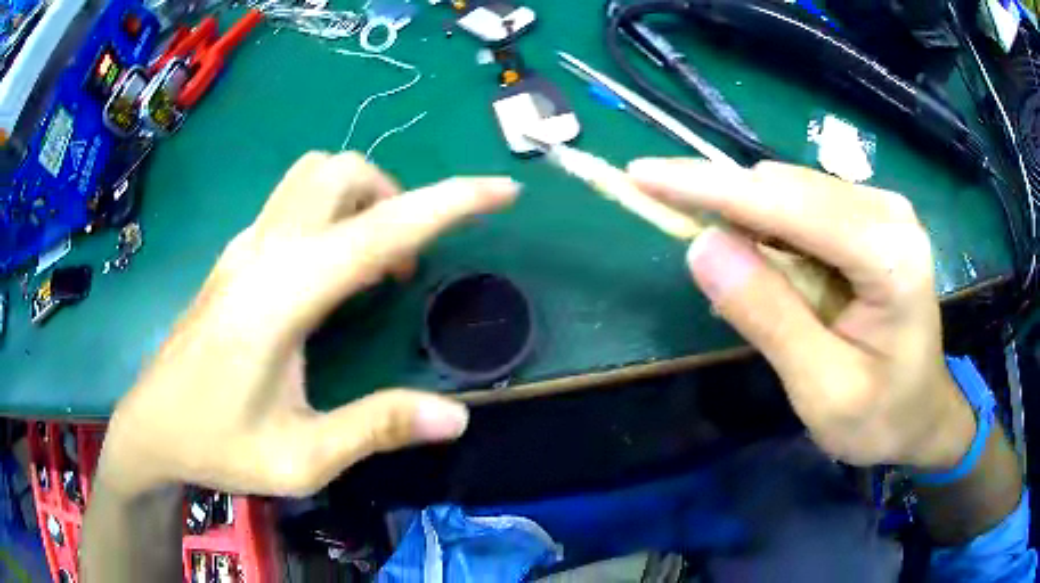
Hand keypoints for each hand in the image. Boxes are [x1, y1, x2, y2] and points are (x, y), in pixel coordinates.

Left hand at [99, 152, 518, 497]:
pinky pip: (293, 202)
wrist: (152, 428)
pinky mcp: (235, 257)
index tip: (502, 191)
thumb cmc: (218, 445)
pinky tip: (330, 276)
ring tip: (371, 265)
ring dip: (360, 198)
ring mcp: (243, 247)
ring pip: (312, 176)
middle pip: (339, 170)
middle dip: (394, 196)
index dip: (450, 203)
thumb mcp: (302, 457)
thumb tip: (457, 415)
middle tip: (402, 266)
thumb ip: (376, 428)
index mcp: (281, 296)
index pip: (380, 229)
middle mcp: (262, 252)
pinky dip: (332, 214)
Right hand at [629, 159, 974, 469]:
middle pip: (784, 189)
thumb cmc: (881, 416)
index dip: (710, 187)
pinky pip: (803, 207)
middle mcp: (888, 212)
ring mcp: (881, 208)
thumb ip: (770, 318)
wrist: (923, 412)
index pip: (787, 204)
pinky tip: (767, 272)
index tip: (642, 176)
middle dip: (722, 204)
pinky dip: (770, 233)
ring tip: (735, 278)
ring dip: (746, 223)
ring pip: (789, 193)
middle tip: (671, 228)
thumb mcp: (822, 390)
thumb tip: (702, 247)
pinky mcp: (868, 217)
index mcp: (889, 256)